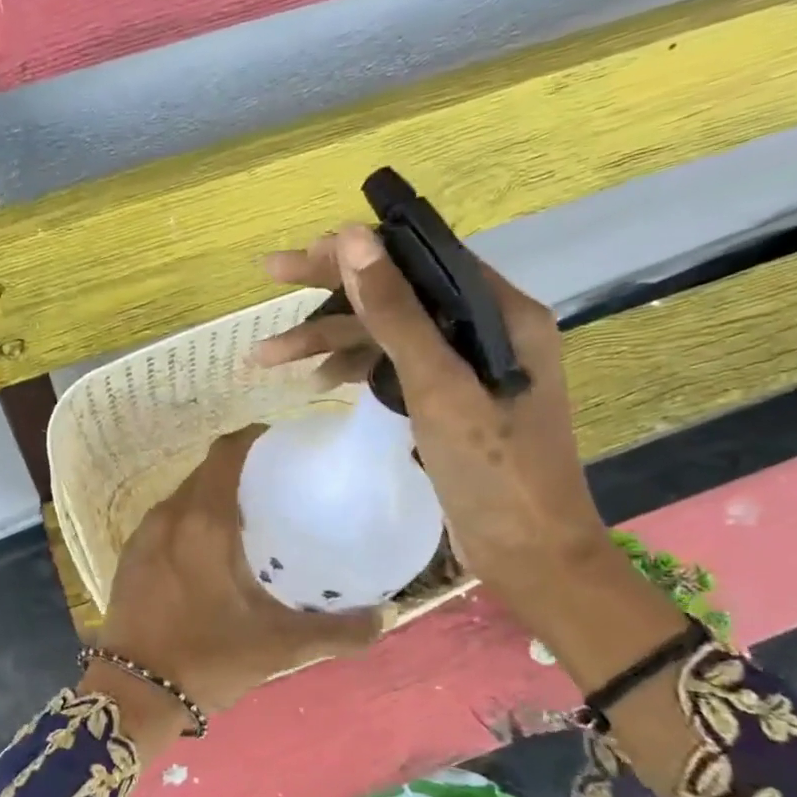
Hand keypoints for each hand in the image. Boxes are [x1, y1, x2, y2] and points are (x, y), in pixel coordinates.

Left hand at [94, 426, 383, 733]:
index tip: (284, 446)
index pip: (226, 452)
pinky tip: (213, 552)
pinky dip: (192, 519)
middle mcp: (170, 515)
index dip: (254, 438)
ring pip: (185, 495)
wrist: (132, 694)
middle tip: (278, 487)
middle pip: (206, 471)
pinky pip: (168, 520)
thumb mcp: (280, 647)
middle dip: (240, 470)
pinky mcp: (130, 556)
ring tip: (250, 518)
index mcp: (203, 521)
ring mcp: (144, 534)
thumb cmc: (207, 659)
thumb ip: (336, 631)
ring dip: (215, 496)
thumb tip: (382, 617)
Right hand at [254, 226, 700, 796]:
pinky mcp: (449, 400)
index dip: (356, 252)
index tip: (298, 258)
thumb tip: (352, 239)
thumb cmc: (494, 472)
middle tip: (270, 276)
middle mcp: (486, 328)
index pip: (420, 257)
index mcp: (501, 312)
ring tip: (267, 356)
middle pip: (398, 292)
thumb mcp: (439, 387)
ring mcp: (466, 366)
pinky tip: (318, 381)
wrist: (530, 557)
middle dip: (330, 292)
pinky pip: (393, 367)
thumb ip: (396, 313)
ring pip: (388, 333)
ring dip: (330, 339)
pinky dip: (355, 369)